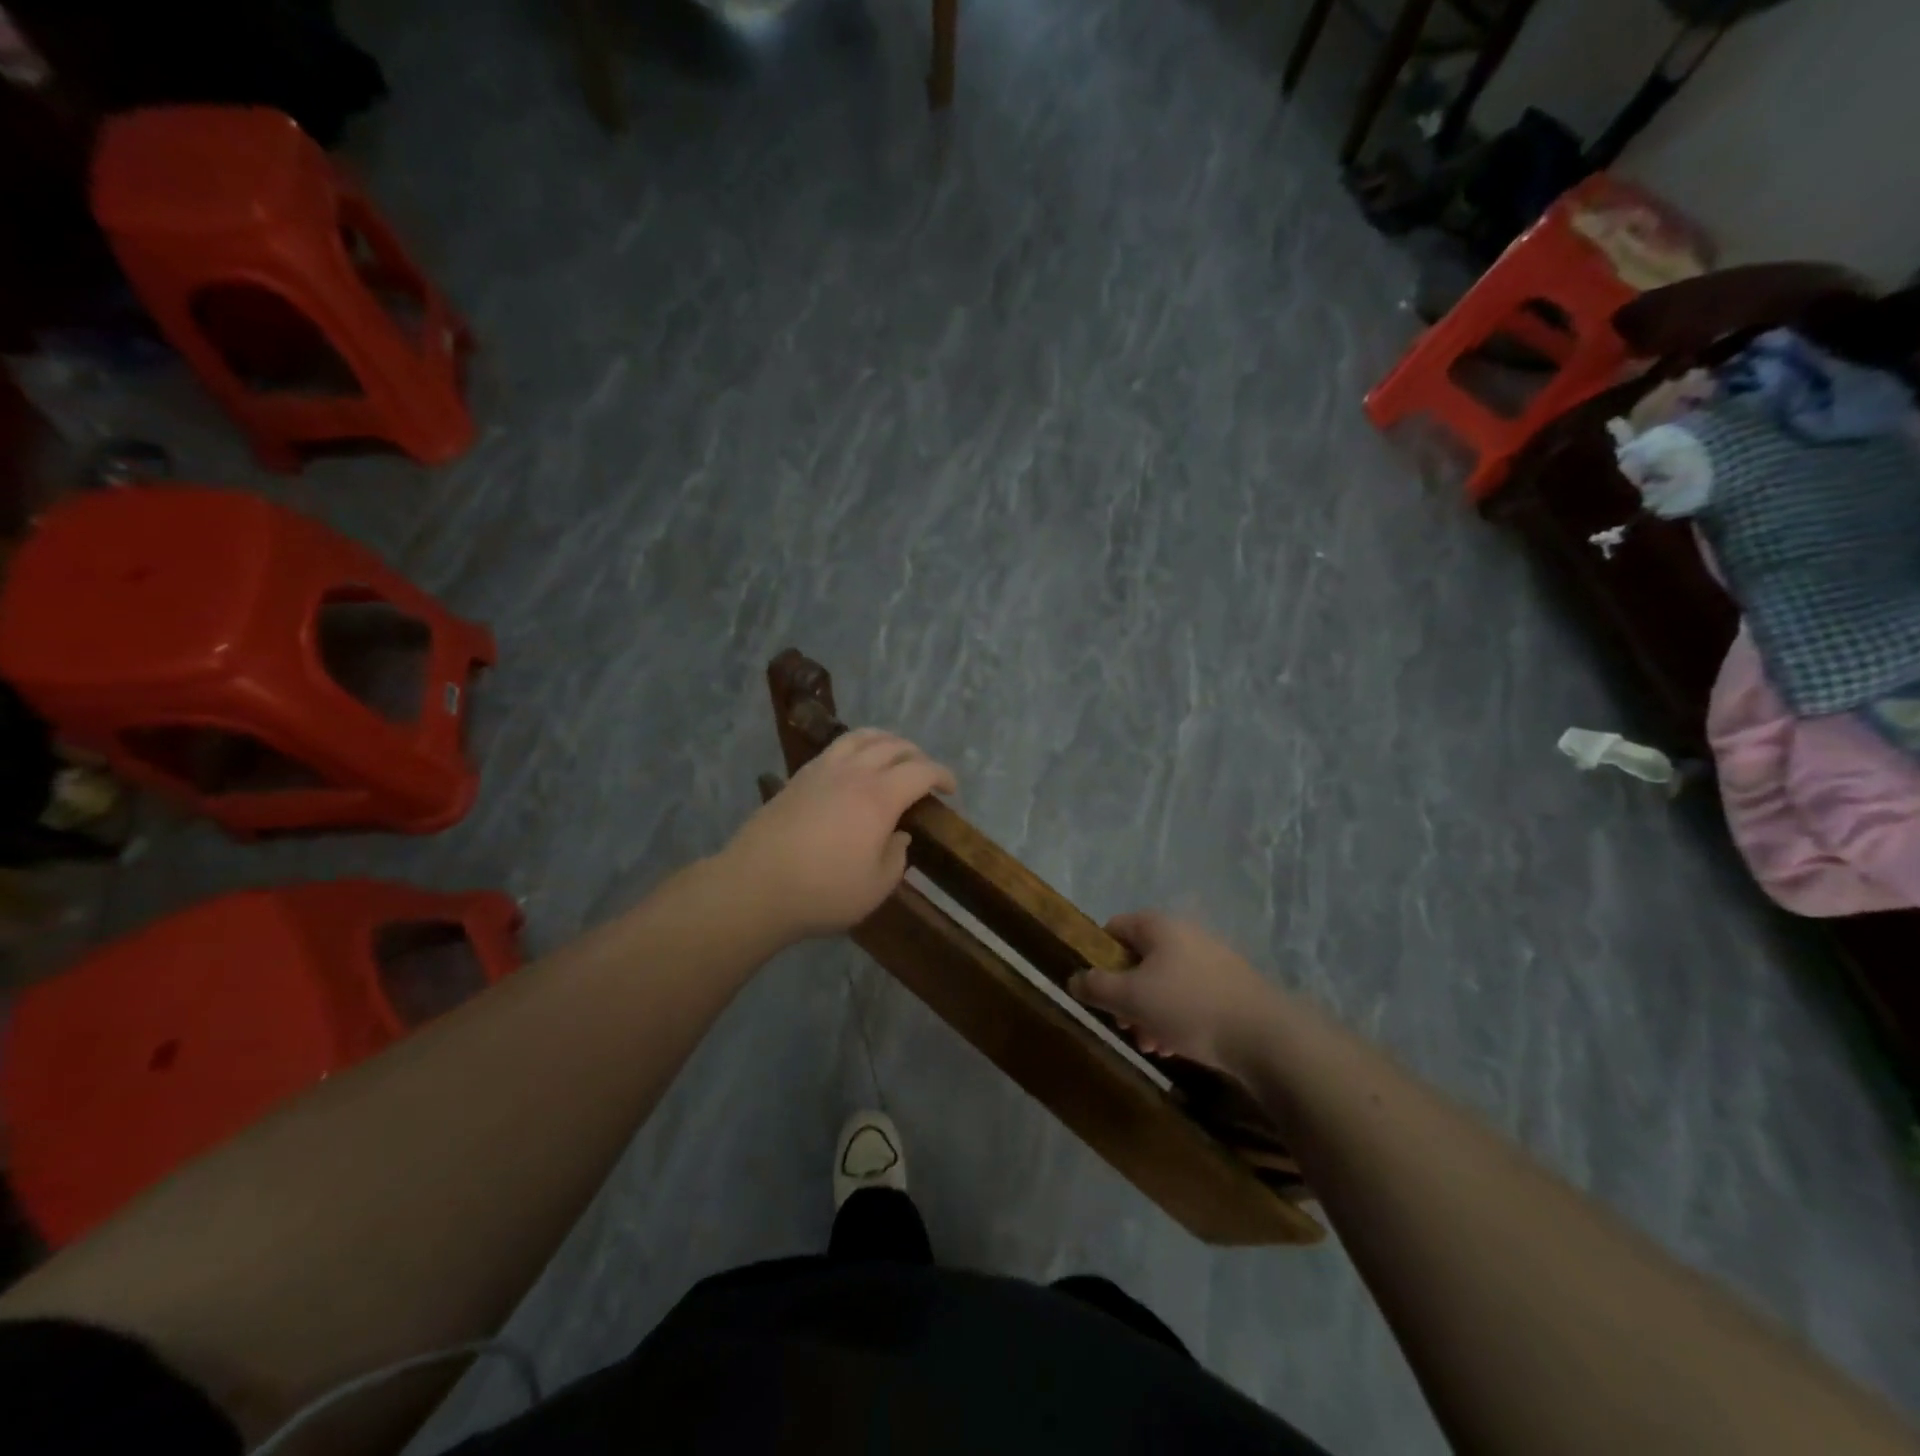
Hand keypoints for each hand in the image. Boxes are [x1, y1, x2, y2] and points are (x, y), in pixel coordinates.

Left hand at [724, 728, 956, 940]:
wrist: (755, 887)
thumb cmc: (823, 892)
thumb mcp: (876, 887)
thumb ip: (896, 858)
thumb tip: (899, 837)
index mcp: (880, 797)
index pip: (921, 771)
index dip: (942, 775)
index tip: (951, 789)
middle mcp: (854, 773)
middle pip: (894, 746)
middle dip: (917, 755)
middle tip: (925, 774)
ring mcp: (822, 770)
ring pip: (861, 737)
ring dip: (886, 740)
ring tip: (893, 754)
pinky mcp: (798, 777)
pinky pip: (835, 747)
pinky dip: (856, 747)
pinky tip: (854, 765)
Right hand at [1070, 912, 1281, 1078]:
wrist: (1263, 1035)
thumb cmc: (1187, 1006)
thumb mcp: (1131, 998)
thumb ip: (1096, 987)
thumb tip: (1073, 979)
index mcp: (1158, 926)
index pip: (1114, 929)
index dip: (1098, 957)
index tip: (1096, 990)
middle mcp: (1184, 934)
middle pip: (1139, 959)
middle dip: (1125, 994)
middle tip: (1124, 1025)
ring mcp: (1210, 959)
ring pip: (1164, 982)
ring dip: (1149, 1011)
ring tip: (1149, 1045)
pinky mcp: (1229, 986)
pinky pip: (1189, 995)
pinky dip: (1176, 1017)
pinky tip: (1175, 1047)